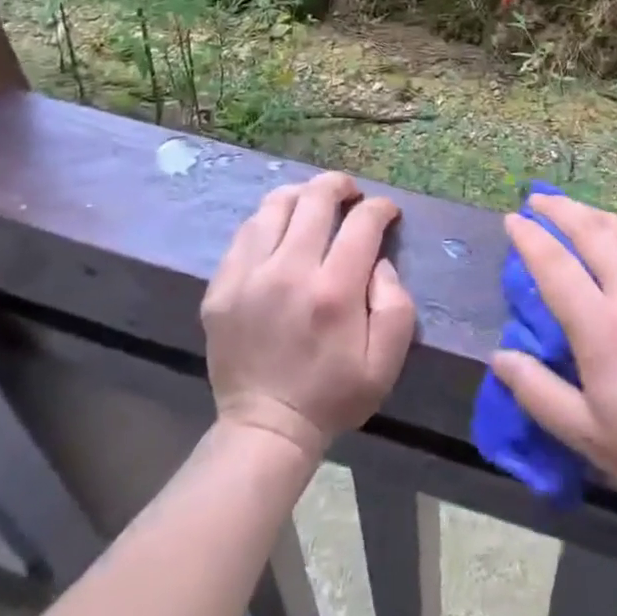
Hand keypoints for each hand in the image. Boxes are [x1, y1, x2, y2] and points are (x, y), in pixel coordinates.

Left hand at [201, 171, 416, 460]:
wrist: (265, 430)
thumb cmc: (333, 395)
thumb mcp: (386, 361)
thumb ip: (396, 303)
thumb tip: (378, 260)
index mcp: (333, 291)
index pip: (362, 221)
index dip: (380, 207)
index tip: (386, 212)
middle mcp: (289, 272)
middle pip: (315, 197)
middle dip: (340, 185)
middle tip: (350, 194)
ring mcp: (248, 276)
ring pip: (275, 204)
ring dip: (301, 196)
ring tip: (312, 206)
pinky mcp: (220, 286)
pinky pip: (246, 232)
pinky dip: (269, 222)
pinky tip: (280, 233)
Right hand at [490, 194, 616, 554]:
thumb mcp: (591, 440)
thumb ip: (540, 393)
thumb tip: (501, 356)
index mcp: (604, 329)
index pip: (556, 265)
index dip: (529, 237)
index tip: (511, 219)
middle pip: (594, 232)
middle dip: (561, 210)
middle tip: (538, 200)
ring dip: (597, 214)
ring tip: (577, 211)